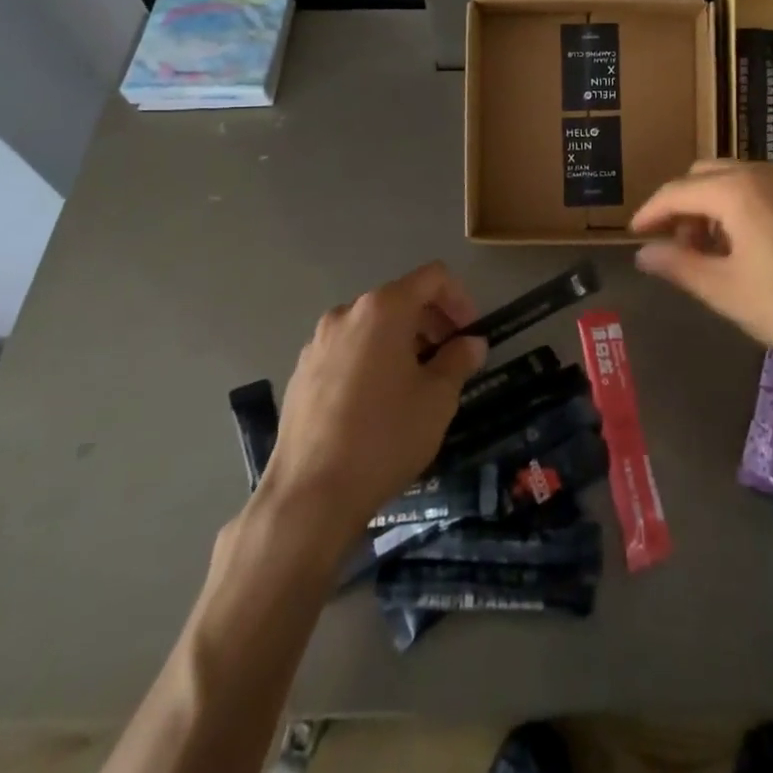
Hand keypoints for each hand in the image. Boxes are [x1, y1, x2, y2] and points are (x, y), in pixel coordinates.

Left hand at [258, 262, 487, 540]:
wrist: (310, 494)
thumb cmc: (385, 437)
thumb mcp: (437, 399)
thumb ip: (459, 360)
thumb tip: (471, 343)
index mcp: (383, 309)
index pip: (432, 277)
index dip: (460, 298)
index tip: (470, 333)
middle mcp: (347, 314)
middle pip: (400, 298)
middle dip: (431, 322)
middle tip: (451, 359)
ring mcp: (318, 342)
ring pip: (372, 326)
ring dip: (402, 342)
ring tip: (416, 384)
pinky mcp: (301, 372)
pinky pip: (348, 350)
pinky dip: (372, 360)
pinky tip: (377, 404)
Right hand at [631, 160, 772, 373]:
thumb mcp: (727, 291)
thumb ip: (679, 266)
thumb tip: (644, 253)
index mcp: (736, 190)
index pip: (677, 191)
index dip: (651, 212)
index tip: (635, 234)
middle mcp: (762, 172)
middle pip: (704, 176)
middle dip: (682, 205)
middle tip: (674, 245)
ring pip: (734, 179)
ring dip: (711, 206)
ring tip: (708, 250)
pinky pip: (761, 189)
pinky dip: (739, 207)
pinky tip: (746, 246)